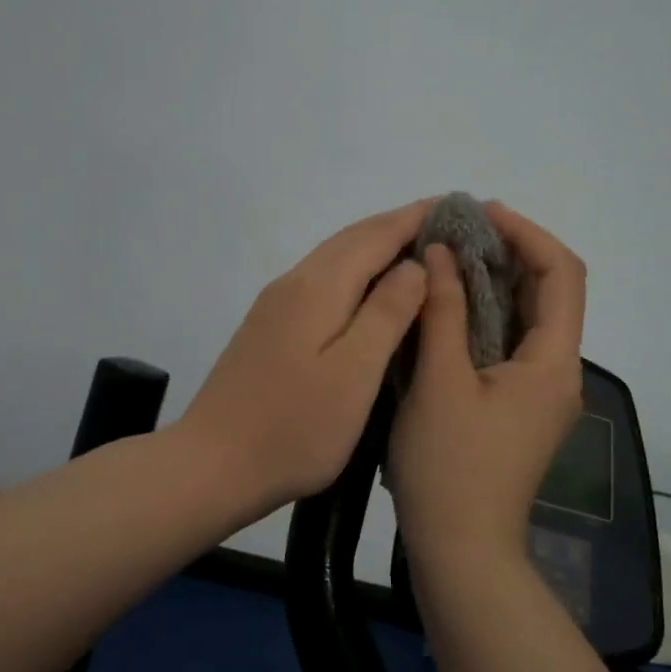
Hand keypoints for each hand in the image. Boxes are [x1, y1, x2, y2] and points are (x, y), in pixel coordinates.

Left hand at [179, 199, 431, 517]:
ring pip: (334, 257)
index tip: (459, 205)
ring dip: (376, 245)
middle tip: (447, 225)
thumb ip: (387, 314)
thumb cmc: (294, 427)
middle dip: (399, 224)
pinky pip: (322, 280)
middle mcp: (293, 283)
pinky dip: (355, 271)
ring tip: (418, 250)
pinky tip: (370, 292)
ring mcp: (275, 305)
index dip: (418, 217)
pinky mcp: (268, 328)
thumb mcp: (354, 374)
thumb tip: (414, 264)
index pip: (376, 235)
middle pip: (352, 238)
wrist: (211, 465)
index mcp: (318, 288)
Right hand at [390, 202, 586, 572]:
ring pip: (528, 319)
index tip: (482, 213)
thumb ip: (444, 312)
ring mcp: (541, 393)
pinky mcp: (519, 408)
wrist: (462, 550)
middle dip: (510, 253)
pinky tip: (448, 307)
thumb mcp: (439, 382)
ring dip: (495, 283)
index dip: (527, 233)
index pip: (562, 274)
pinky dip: (485, 316)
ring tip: (449, 257)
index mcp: (553, 363)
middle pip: (550, 293)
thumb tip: (444, 255)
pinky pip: (510, 345)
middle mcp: (559, 372)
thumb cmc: (450, 467)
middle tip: (458, 231)